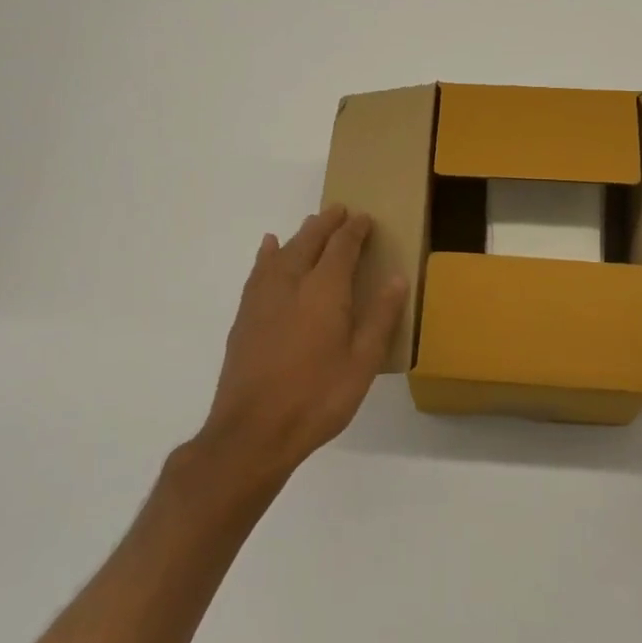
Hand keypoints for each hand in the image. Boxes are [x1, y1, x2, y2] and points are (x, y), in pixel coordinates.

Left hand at [190, 205, 406, 491]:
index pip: (342, 246)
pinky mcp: (245, 316)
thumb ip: (380, 317)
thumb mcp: (362, 362)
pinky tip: (269, 249)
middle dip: (326, 224)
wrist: (252, 431)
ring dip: (300, 235)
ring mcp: (263, 298)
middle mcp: (292, 283)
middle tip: (340, 211)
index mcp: (325, 290)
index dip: (355, 229)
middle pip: (309, 241)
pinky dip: (267, 255)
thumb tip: (397, 277)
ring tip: (311, 224)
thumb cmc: (317, 397)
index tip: (365, 218)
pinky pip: (259, 271)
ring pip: (283, 252)